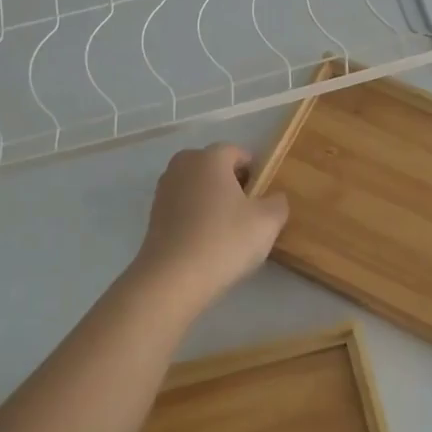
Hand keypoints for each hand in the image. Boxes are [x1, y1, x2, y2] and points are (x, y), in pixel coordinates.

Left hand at [128, 144, 289, 311]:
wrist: (173, 278)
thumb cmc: (225, 240)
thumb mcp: (267, 222)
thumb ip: (278, 203)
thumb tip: (274, 198)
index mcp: (210, 157)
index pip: (238, 152)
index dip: (255, 171)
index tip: (264, 196)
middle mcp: (183, 165)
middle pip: (214, 167)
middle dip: (232, 183)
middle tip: (248, 212)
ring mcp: (164, 190)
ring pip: (197, 187)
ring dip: (212, 201)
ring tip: (227, 230)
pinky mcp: (153, 215)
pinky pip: (183, 207)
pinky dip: (195, 217)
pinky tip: (206, 242)